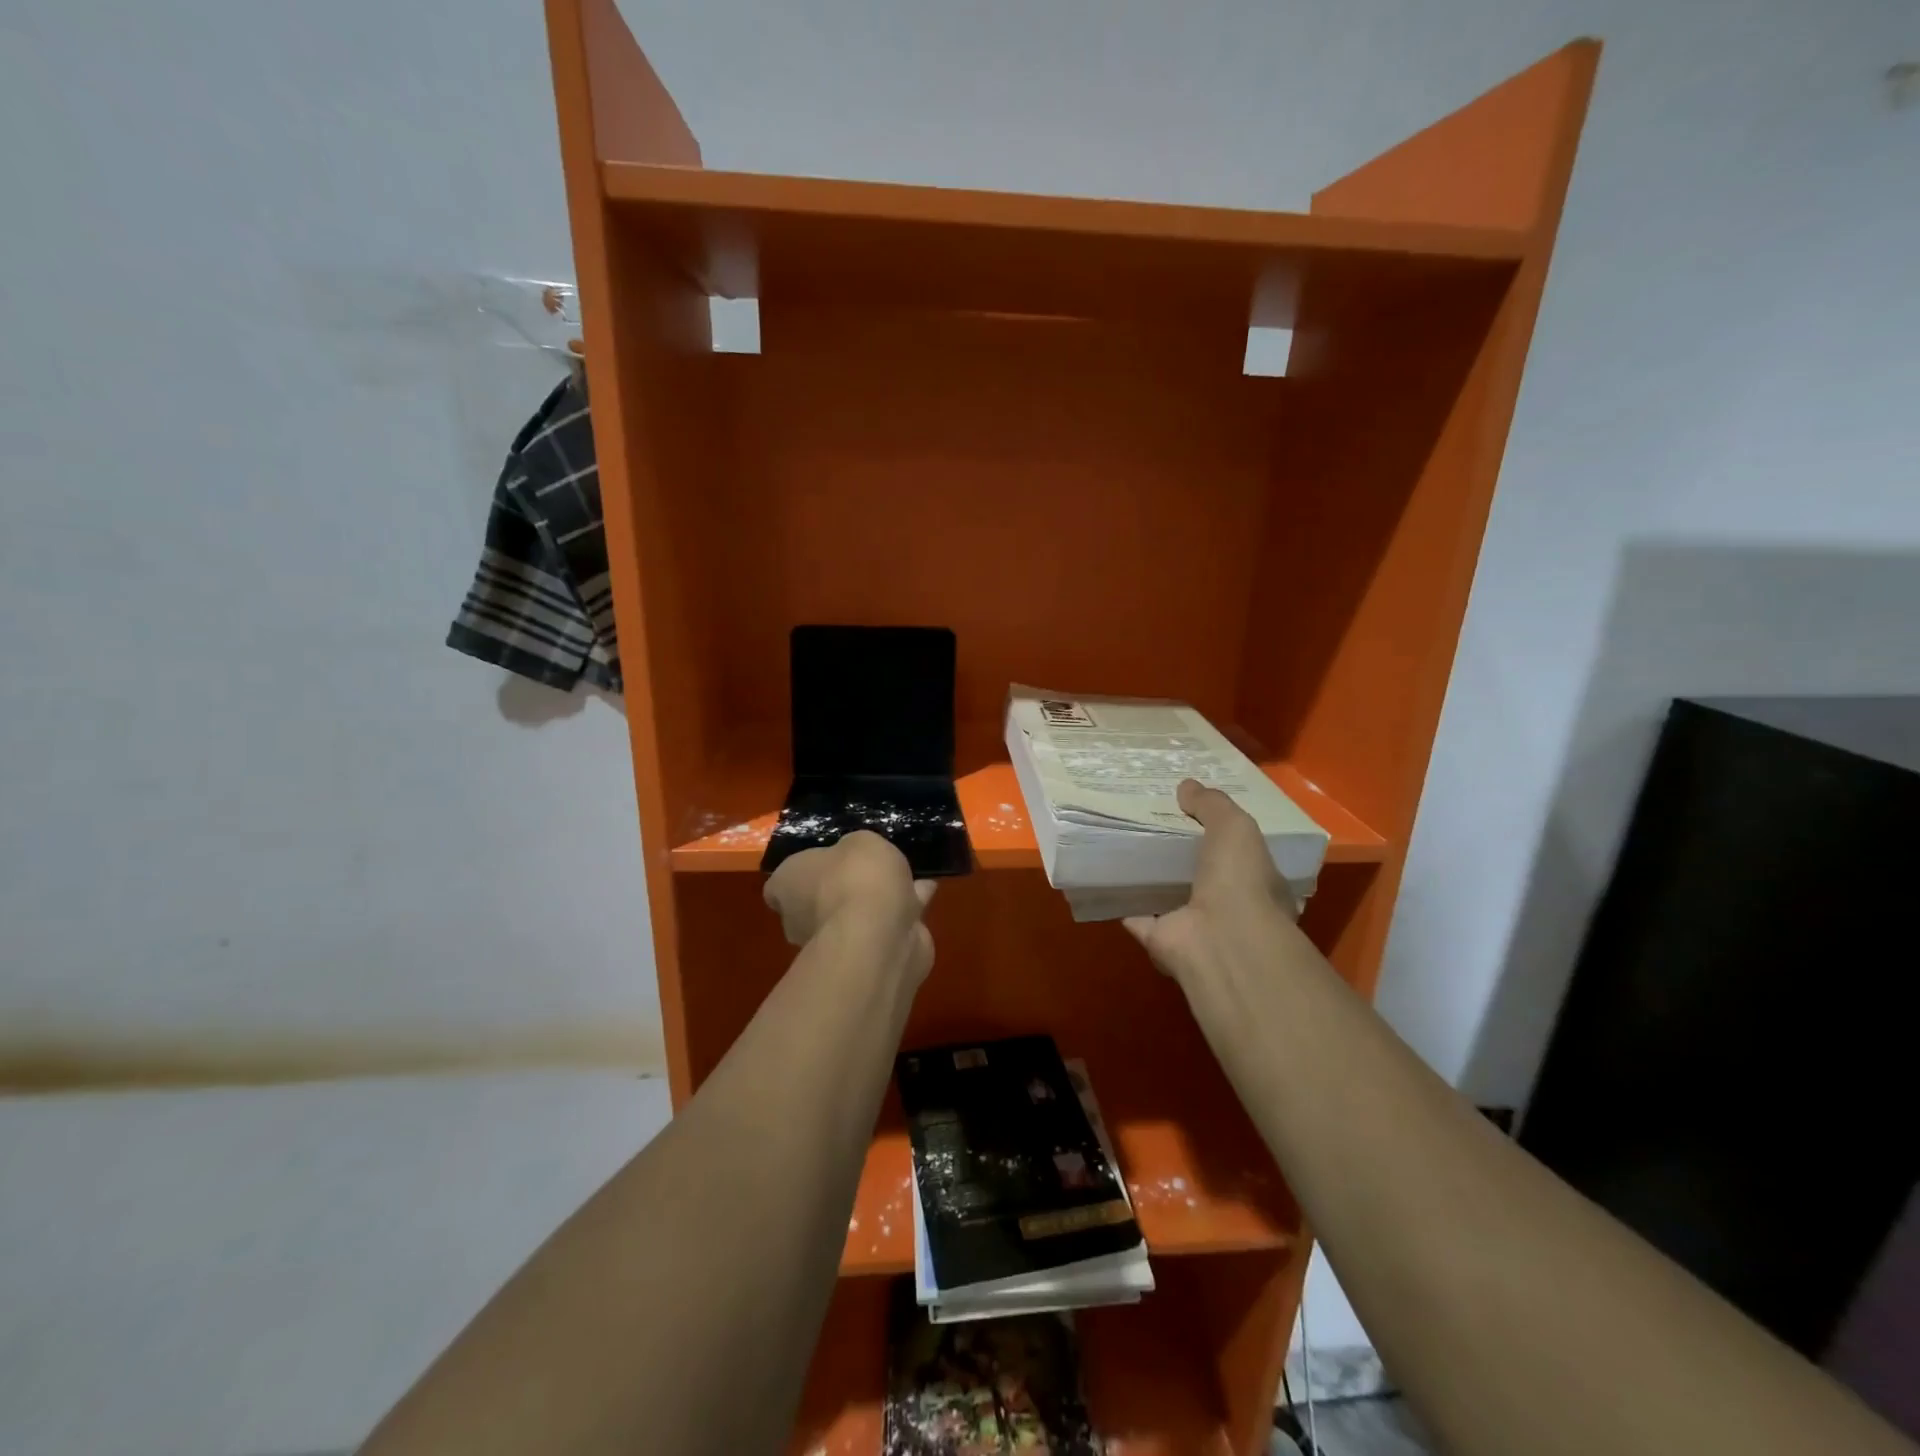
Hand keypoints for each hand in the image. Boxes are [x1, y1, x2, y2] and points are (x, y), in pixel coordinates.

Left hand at [764, 831, 936, 981]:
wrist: (879, 936)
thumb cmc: (855, 878)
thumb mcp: (860, 841)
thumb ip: (856, 849)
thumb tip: (856, 860)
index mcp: (787, 886)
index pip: (781, 884)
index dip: (802, 874)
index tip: (826, 864)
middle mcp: (800, 920)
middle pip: (817, 901)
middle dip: (841, 890)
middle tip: (870, 871)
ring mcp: (831, 944)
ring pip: (853, 916)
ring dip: (875, 903)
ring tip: (906, 878)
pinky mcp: (865, 959)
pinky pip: (883, 928)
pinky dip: (901, 913)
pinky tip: (924, 893)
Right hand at [1123, 779, 1298, 984]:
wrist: (1220, 938)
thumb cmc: (1240, 880)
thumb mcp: (1235, 827)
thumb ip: (1212, 805)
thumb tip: (1187, 786)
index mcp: (1256, 884)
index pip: (1240, 857)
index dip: (1219, 836)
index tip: (1193, 815)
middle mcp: (1228, 909)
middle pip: (1201, 877)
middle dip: (1182, 857)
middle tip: (1154, 826)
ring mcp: (1194, 927)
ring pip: (1169, 897)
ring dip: (1152, 880)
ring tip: (1127, 849)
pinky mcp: (1161, 940)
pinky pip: (1138, 917)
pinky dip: (1125, 903)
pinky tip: (1109, 880)